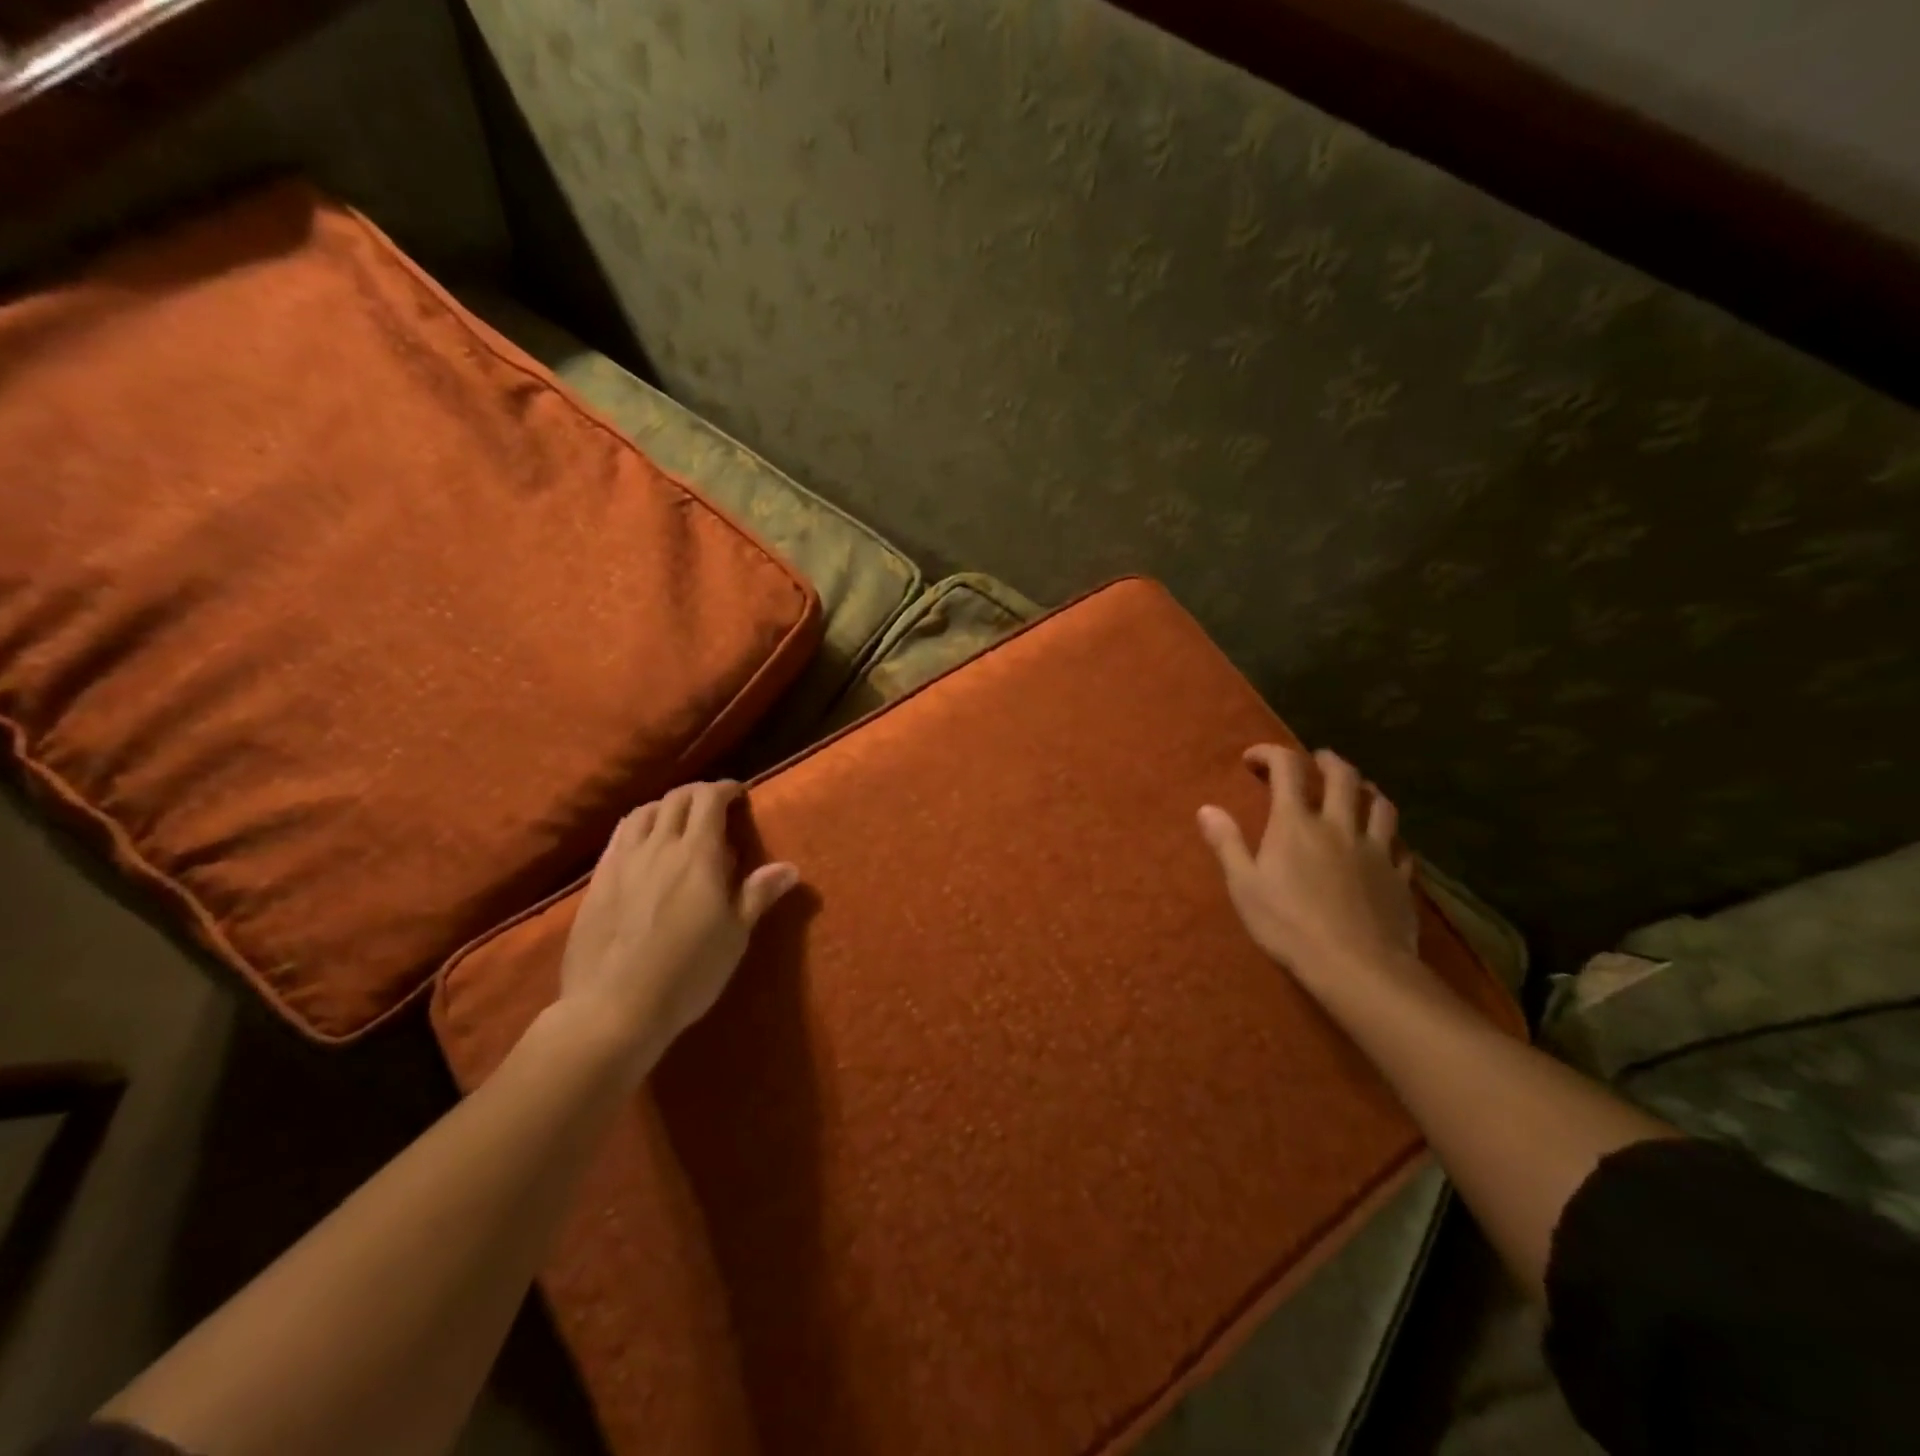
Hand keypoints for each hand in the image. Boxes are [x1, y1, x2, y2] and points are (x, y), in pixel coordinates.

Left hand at [556, 781, 798, 1075]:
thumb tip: (789, 867)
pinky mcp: (597, 882)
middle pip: (676, 799)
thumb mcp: (734, 936)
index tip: (739, 794)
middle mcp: (659, 846)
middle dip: (698, 794)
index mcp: (697, 855)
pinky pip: (619, 837)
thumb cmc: (688, 972)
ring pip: (643, 812)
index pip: (709, 799)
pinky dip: (638, 827)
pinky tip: (643, 848)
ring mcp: (622, 862)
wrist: (614, 1008)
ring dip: (665, 807)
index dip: (725, 789)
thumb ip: (758, 894)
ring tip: (678, 822)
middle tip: (715, 806)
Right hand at [1197, 746, 1421, 994]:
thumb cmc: (1289, 925)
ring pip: (1380, 804)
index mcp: (1296, 824)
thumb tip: (1206, 808)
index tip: (1253, 759)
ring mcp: (1376, 850)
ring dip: (1366, 789)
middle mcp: (1339, 825)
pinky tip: (1384, 844)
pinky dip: (1390, 836)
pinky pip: (1401, 845)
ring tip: (1356, 792)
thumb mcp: (1244, 886)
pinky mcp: (1400, 877)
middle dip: (1326, 761)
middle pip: (1343, 776)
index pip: (1287, 769)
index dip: (1270, 753)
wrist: (1357, 967)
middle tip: (1315, 761)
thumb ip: (1227, 843)